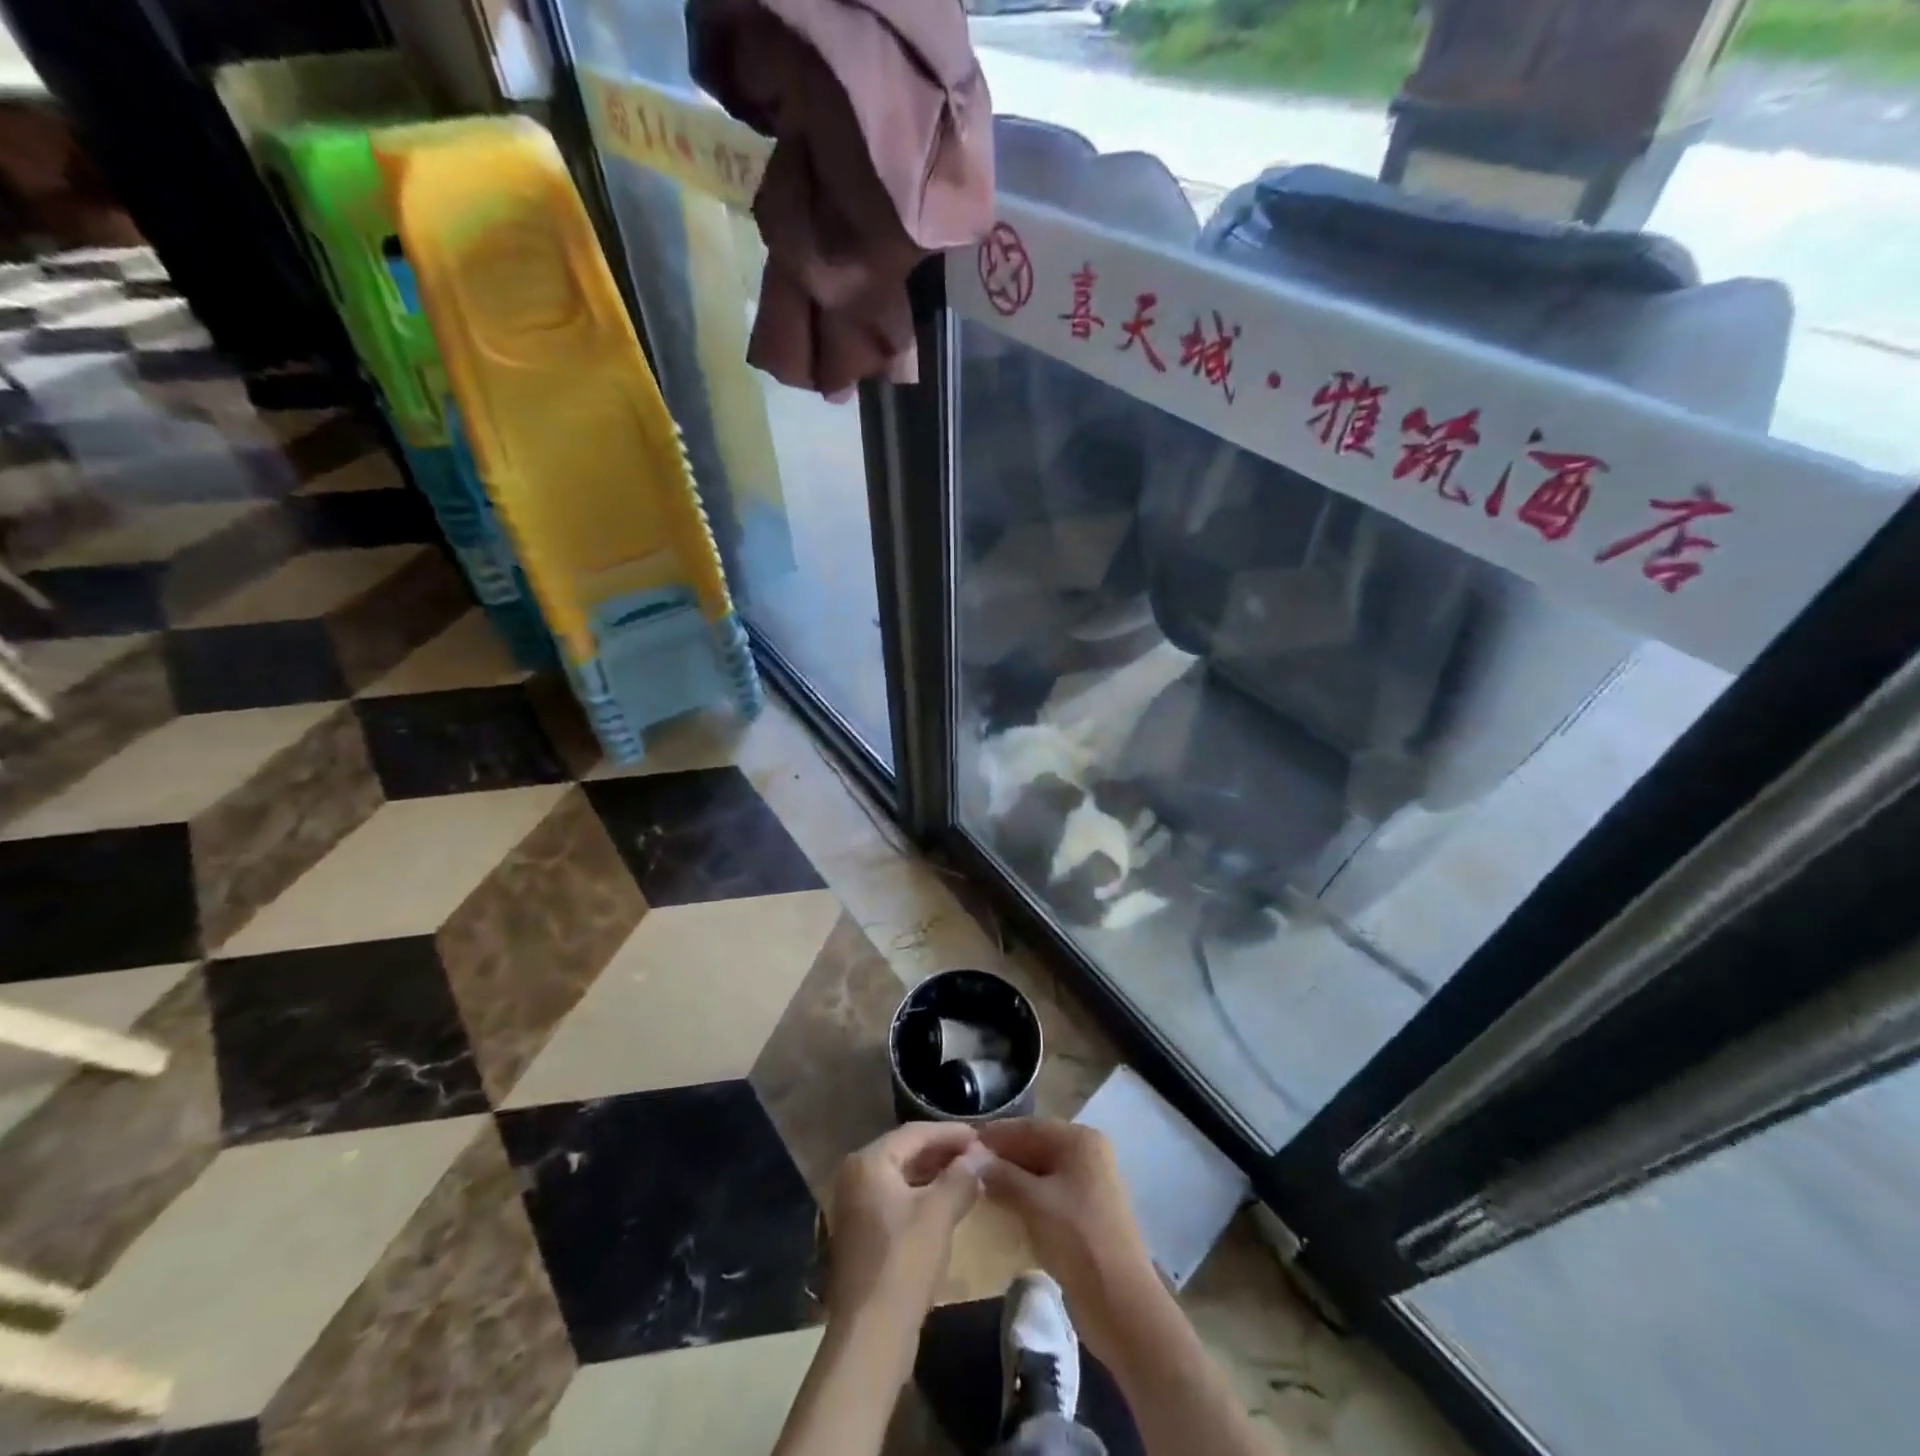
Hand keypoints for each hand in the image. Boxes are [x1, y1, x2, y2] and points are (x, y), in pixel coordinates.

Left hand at [825, 1122, 982, 1332]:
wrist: (871, 1336)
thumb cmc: (904, 1262)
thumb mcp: (939, 1213)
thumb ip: (961, 1177)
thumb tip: (980, 1155)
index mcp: (868, 1162)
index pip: (915, 1133)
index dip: (950, 1133)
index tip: (981, 1136)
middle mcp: (855, 1176)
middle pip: (906, 1152)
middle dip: (943, 1153)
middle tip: (977, 1155)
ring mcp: (855, 1206)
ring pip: (902, 1178)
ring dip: (934, 1175)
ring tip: (968, 1176)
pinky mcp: (861, 1234)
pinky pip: (896, 1200)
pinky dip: (922, 1197)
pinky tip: (947, 1205)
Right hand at [976, 1119, 1159, 1362]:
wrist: (1119, 1301)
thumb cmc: (1076, 1238)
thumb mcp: (1034, 1202)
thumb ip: (1002, 1175)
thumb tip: (973, 1158)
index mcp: (1080, 1140)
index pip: (1029, 1127)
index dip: (996, 1134)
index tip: (963, 1142)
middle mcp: (1087, 1154)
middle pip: (1036, 1146)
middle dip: (1003, 1156)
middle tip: (966, 1165)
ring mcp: (1088, 1184)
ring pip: (1041, 1171)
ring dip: (1012, 1177)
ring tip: (978, 1185)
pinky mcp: (1085, 1212)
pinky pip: (1048, 1193)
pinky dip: (1026, 1196)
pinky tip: (1002, 1206)